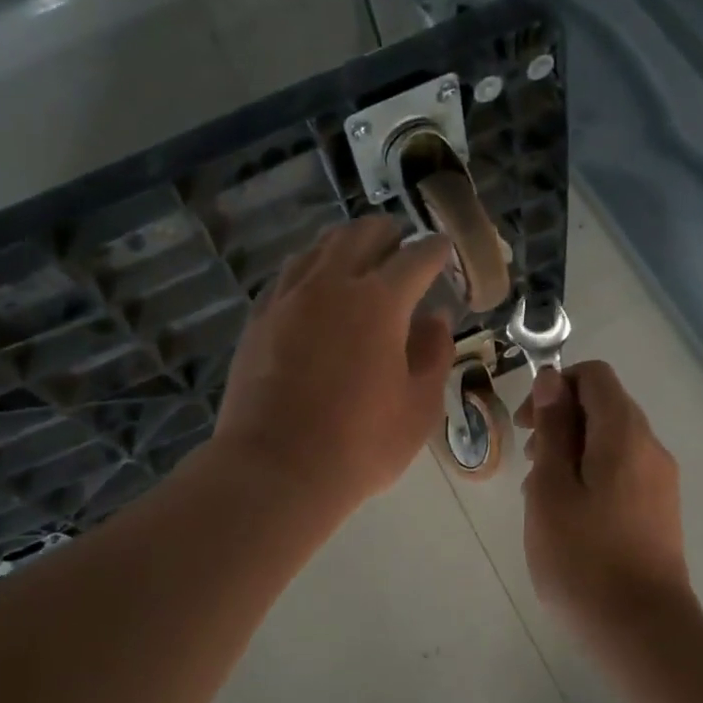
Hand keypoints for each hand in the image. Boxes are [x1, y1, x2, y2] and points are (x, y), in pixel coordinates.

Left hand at [213, 216, 455, 508]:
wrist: (276, 469)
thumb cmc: (361, 444)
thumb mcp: (419, 406)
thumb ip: (433, 354)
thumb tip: (435, 319)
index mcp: (379, 302)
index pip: (415, 258)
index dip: (434, 250)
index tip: (443, 249)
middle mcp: (331, 286)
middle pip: (360, 236)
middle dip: (387, 233)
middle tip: (400, 242)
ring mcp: (288, 299)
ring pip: (318, 249)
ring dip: (344, 244)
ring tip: (356, 254)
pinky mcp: (259, 319)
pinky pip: (287, 275)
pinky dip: (309, 268)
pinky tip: (312, 284)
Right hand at [516, 361, 698, 641]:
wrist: (642, 630)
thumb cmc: (584, 557)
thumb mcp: (551, 489)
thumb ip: (553, 429)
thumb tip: (553, 380)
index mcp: (625, 434)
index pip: (594, 376)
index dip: (556, 386)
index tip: (529, 425)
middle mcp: (650, 447)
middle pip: (604, 407)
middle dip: (561, 422)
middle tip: (530, 463)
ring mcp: (660, 480)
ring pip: (611, 441)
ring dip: (573, 452)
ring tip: (543, 496)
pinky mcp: (660, 509)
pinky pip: (623, 470)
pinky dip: (592, 475)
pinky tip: (569, 516)